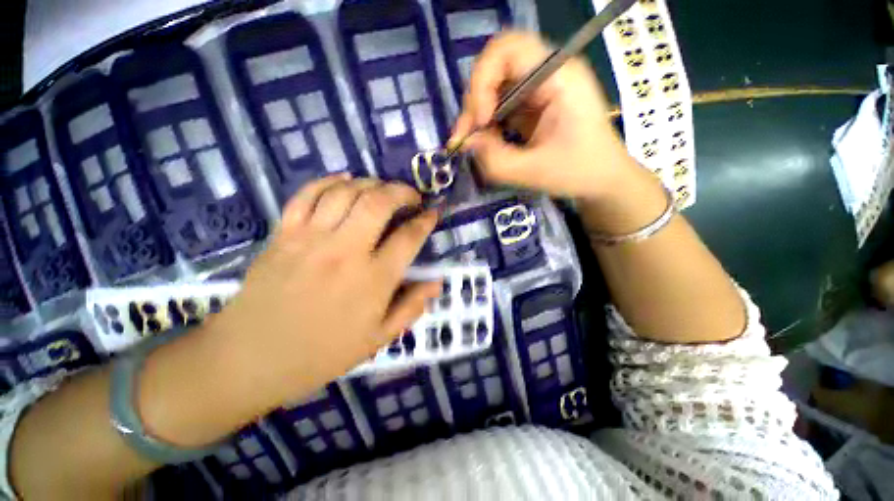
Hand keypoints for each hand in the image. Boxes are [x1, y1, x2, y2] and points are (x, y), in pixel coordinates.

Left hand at [207, 175, 440, 408]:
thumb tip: (437, 282)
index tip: (433, 213)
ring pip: (346, 192)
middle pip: (379, 203)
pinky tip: (345, 179)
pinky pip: (308, 194)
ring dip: (371, 183)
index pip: (409, 237)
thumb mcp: (378, 338)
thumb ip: (411, 307)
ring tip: (382, 189)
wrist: (251, 358)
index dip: (426, 221)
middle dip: (402, 191)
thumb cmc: (322, 353)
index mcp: (373, 280)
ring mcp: (311, 238)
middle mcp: (346, 251)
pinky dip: (329, 181)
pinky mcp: (284, 234)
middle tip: (411, 195)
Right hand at [451, 31, 636, 200]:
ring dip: (478, 113)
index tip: (482, 121)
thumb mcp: (533, 172)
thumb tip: (465, 142)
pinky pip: (501, 103)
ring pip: (495, 85)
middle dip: (476, 100)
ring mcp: (540, 87)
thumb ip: (494, 160)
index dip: (483, 81)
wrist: (602, 178)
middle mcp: (548, 72)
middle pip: (496, 65)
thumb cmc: (578, 172)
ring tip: (472, 143)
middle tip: (467, 136)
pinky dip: (487, 122)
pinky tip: (485, 141)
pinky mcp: (533, 103)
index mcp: (558, 77)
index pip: (508, 50)